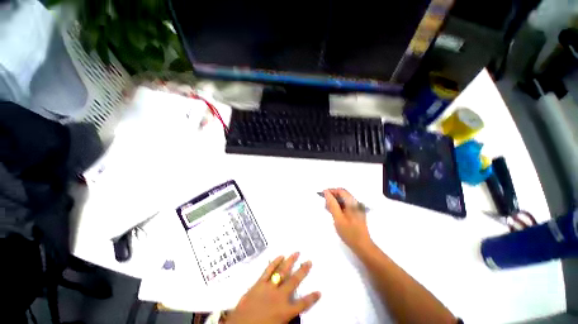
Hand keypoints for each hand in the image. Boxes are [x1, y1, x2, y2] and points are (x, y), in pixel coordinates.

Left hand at [226, 253, 320, 323]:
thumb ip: (286, 318)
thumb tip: (294, 313)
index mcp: (284, 312)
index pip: (302, 304)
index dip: (312, 298)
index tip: (319, 291)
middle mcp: (279, 297)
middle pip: (294, 281)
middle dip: (303, 271)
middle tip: (309, 261)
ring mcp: (268, 288)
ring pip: (282, 272)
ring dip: (290, 261)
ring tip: (296, 253)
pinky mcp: (258, 284)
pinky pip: (268, 270)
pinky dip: (274, 262)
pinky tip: (280, 256)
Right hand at [323, 188, 372, 252]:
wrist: (363, 246)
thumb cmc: (349, 232)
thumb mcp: (338, 218)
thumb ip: (332, 204)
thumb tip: (326, 192)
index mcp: (353, 203)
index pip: (341, 191)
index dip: (331, 191)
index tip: (322, 195)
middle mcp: (356, 203)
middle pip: (343, 194)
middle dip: (333, 197)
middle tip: (325, 204)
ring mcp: (357, 208)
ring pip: (344, 200)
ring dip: (335, 202)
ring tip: (328, 209)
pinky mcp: (356, 213)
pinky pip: (346, 205)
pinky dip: (339, 207)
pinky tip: (334, 213)